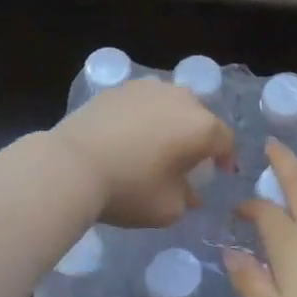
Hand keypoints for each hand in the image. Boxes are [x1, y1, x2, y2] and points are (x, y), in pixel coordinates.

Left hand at [51, 77, 235, 228]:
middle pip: (200, 117)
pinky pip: (144, 102)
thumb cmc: (129, 189)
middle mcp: (181, 99)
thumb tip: (190, 192)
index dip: (226, 159)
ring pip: (172, 104)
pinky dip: (145, 116)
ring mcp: (149, 88)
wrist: (71, 165)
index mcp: (201, 127)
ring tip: (158, 143)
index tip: (218, 175)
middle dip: (199, 138)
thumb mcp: (168, 209)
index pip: (225, 141)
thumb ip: (188, 199)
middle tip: (187, 161)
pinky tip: (130, 135)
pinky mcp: (119, 88)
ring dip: (172, 122)